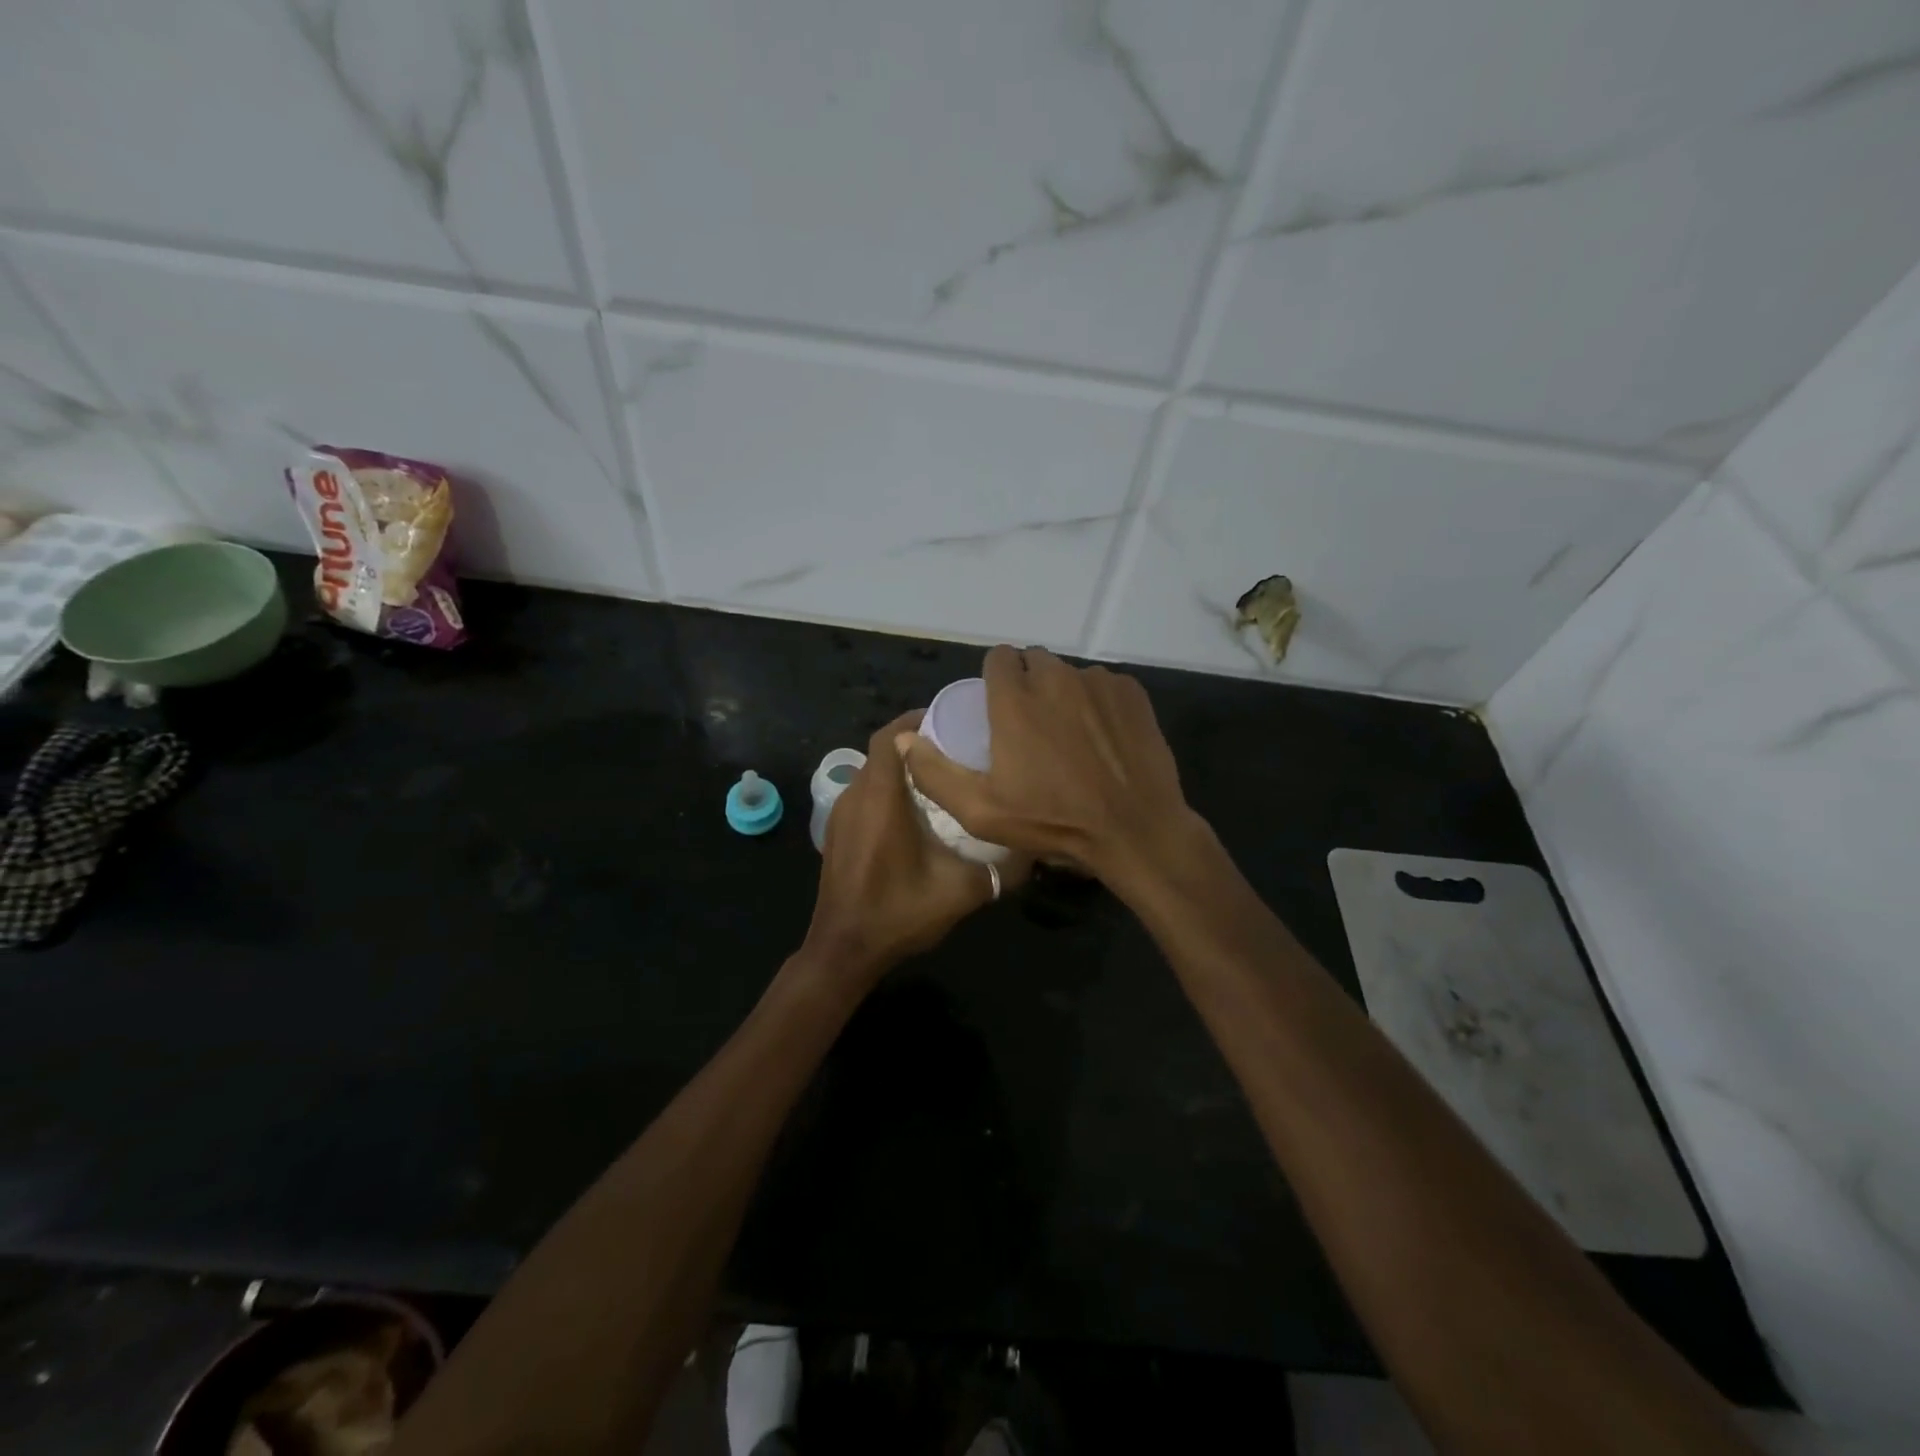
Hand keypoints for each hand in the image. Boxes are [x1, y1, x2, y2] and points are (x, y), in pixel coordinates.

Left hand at [803, 711, 1023, 983]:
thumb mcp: (959, 892)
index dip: (915, 721)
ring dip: (901, 768)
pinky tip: (916, 812)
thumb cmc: (897, 914)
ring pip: (872, 772)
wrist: (843, 951)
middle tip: (955, 749)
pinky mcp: (836, 832)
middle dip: (915, 743)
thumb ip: (1000, 870)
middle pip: (882, 751)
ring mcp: (840, 815)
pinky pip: (864, 794)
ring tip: (941, 777)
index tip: (949, 721)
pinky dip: (887, 789)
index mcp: (880, 800)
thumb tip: (1035, 852)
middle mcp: (855, 797)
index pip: (889, 737)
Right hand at [900, 646, 1201, 892]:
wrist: (1133, 830)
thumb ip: (934, 773)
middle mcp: (1056, 678)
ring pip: (1070, 674)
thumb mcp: (980, 811)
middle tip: (1031, 725)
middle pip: (1034, 661)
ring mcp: (1098, 682)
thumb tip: (904, 739)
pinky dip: (1098, 702)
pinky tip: (1102, 737)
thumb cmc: (1052, 821)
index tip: (998, 707)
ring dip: (1064, 694)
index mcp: (1016, 699)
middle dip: (1028, 683)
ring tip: (1070, 735)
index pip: (999, 658)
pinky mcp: (1131, 693)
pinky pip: (1104, 685)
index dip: (995, 678)